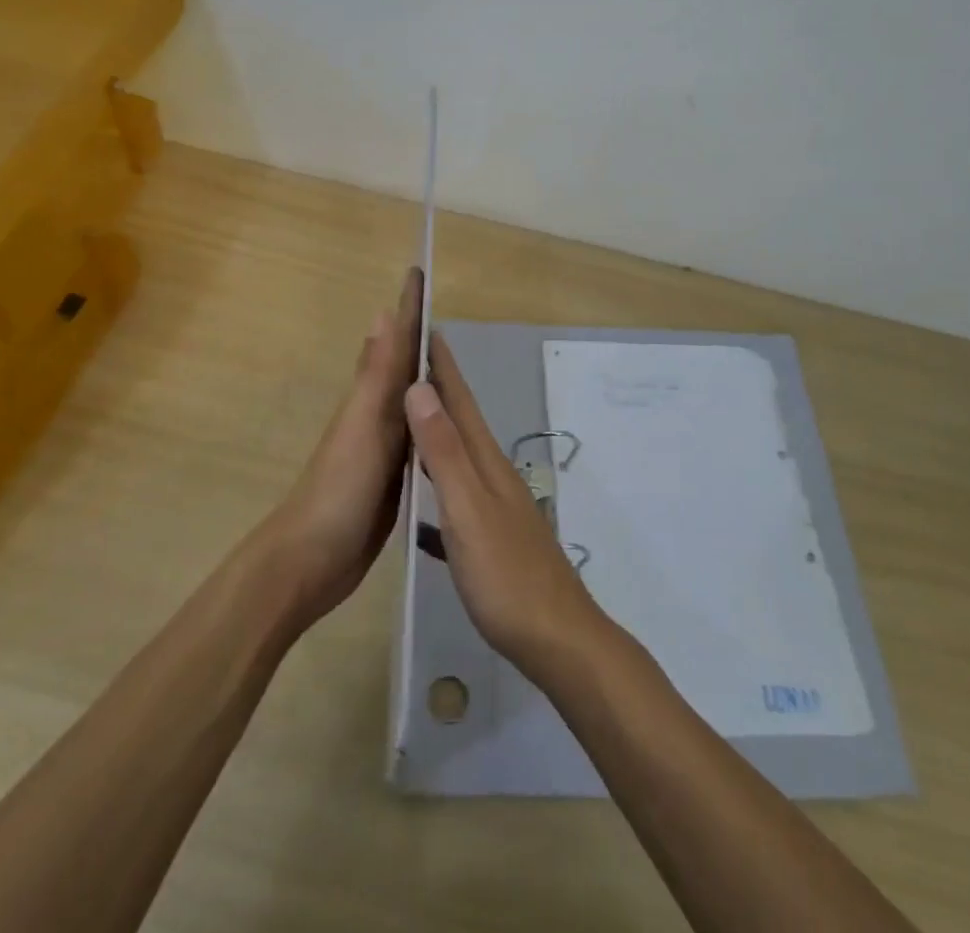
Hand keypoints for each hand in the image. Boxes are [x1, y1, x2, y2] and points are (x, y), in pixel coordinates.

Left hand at [257, 268, 422, 629]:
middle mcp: (377, 417)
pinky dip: (427, 423)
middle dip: (419, 338)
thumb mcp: (363, 426)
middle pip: (403, 368)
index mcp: (371, 400)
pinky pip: (416, 440)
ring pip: (409, 403)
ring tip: (448, 361)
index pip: (396, 343)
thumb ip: (376, 375)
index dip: (408, 309)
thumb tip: (382, 312)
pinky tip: (441, 426)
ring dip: (424, 379)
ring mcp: (383, 450)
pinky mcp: (392, 481)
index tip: (418, 272)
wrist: (312, 562)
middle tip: (442, 312)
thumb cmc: (338, 489)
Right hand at [404, 332, 608, 680]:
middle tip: (411, 363)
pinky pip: (456, 497)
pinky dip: (437, 485)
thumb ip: (443, 452)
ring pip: (460, 458)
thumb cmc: (506, 576)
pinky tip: (419, 503)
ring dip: (438, 433)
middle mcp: (493, 476)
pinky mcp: (493, 539)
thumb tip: (420, 389)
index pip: (460, 402)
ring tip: (412, 419)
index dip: (444, 367)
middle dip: (439, 391)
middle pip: (462, 423)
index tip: (427, 329)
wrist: (557, 640)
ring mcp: (497, 508)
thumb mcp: (467, 510)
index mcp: (485, 464)